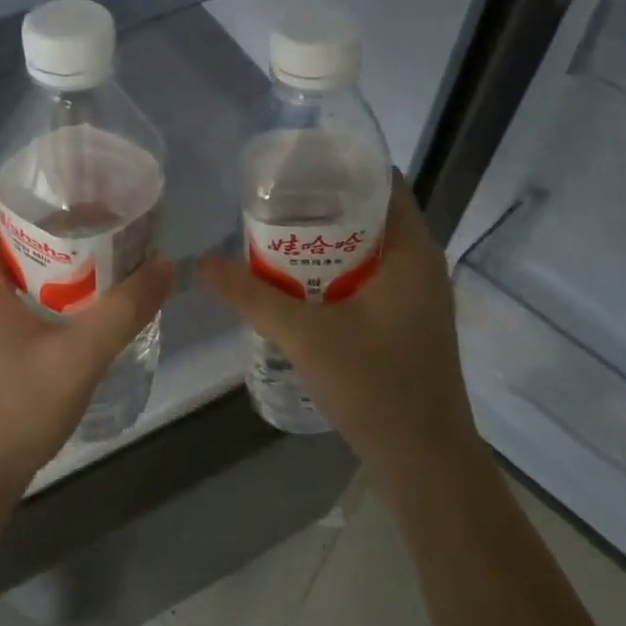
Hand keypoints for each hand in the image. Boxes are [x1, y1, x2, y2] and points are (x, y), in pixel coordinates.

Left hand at [0, 188, 174, 499]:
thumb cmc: (16, 408)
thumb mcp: (80, 355)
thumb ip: (126, 310)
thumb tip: (166, 266)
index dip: (33, 181)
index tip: (78, 178)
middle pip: (5, 227)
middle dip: (54, 216)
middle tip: (105, 212)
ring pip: (10, 261)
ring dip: (51, 251)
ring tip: (101, 245)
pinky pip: (10, 289)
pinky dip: (43, 279)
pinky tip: (80, 293)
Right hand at [199, 177, 475, 478]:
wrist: (424, 460)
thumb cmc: (375, 386)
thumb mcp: (304, 336)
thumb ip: (251, 296)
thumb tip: (202, 263)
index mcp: (411, 251)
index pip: (380, 182)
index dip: (338, 166)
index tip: (292, 169)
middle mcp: (422, 264)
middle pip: (370, 214)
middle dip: (321, 207)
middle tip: (270, 206)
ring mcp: (419, 295)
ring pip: (369, 250)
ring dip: (327, 244)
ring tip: (276, 241)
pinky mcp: (410, 322)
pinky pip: (372, 278)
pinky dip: (338, 273)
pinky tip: (301, 288)